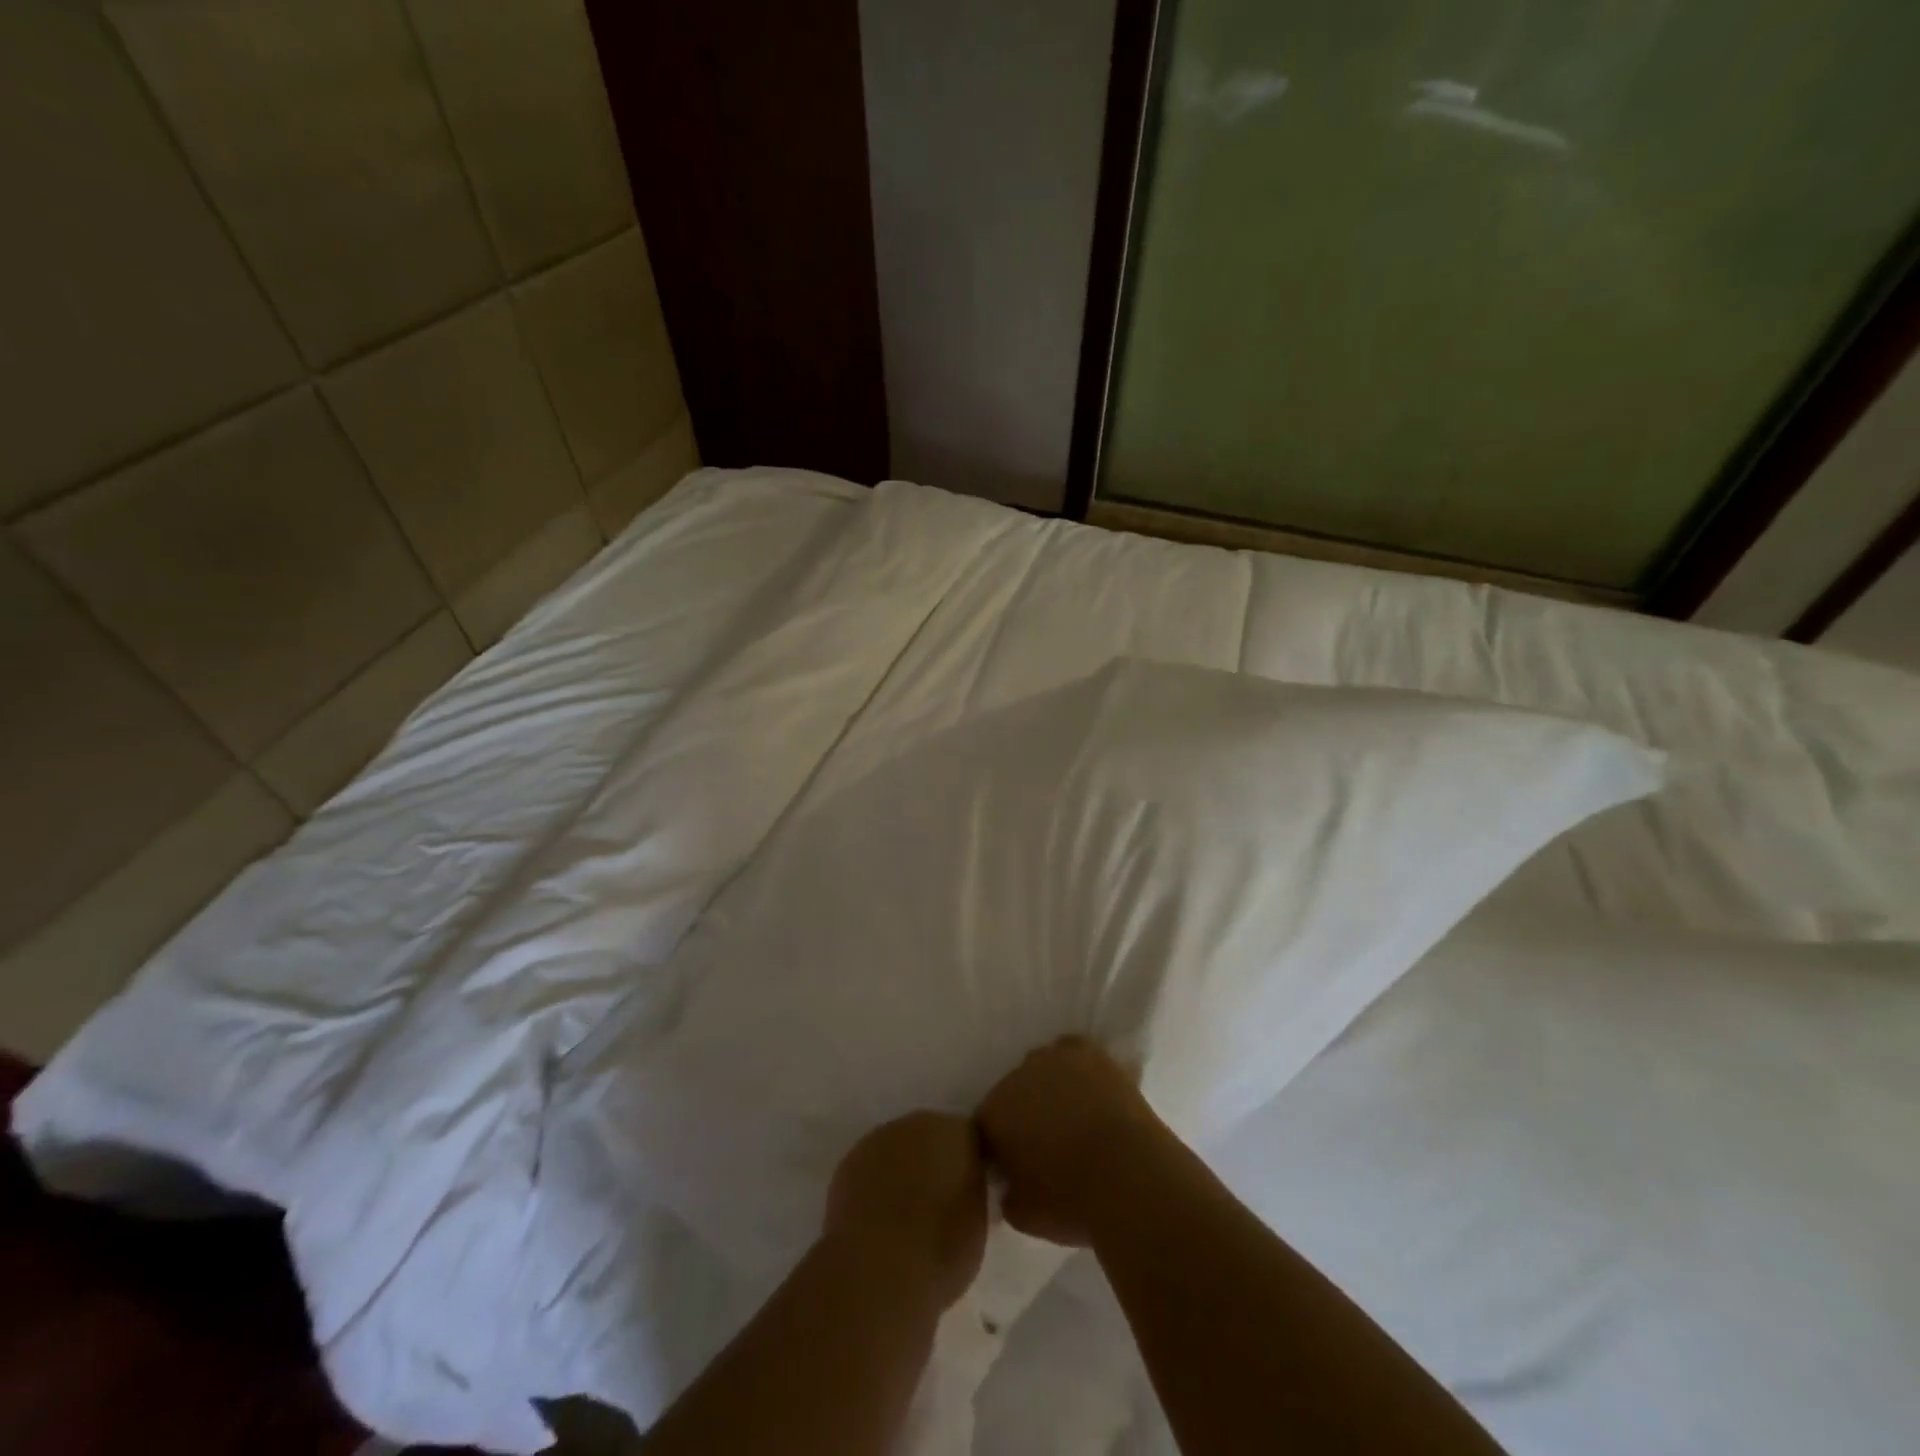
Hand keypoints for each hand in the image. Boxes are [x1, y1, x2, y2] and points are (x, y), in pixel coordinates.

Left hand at [824, 1111, 988, 1309]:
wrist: (879, 1268)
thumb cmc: (941, 1250)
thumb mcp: (977, 1223)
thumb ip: (970, 1193)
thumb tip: (961, 1193)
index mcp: (958, 1133)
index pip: (968, 1139)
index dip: (966, 1166)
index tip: (965, 1194)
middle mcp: (919, 1124)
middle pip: (930, 1137)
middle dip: (932, 1162)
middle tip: (934, 1204)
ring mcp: (880, 1138)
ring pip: (897, 1150)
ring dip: (901, 1171)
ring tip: (901, 1216)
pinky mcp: (850, 1160)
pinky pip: (870, 1169)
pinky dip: (873, 1186)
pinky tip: (874, 1219)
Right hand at [976, 1037, 1166, 1246]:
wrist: (1130, 1176)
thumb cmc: (1071, 1200)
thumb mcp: (1024, 1216)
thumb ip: (1008, 1194)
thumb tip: (1011, 1184)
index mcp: (995, 1112)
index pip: (986, 1124)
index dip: (999, 1145)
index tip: (1014, 1167)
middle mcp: (1018, 1075)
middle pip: (1013, 1092)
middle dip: (1023, 1113)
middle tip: (1044, 1144)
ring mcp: (1056, 1058)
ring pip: (1042, 1068)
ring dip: (1048, 1087)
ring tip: (1070, 1117)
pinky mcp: (1092, 1054)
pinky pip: (1074, 1054)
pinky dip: (1077, 1069)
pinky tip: (1089, 1092)